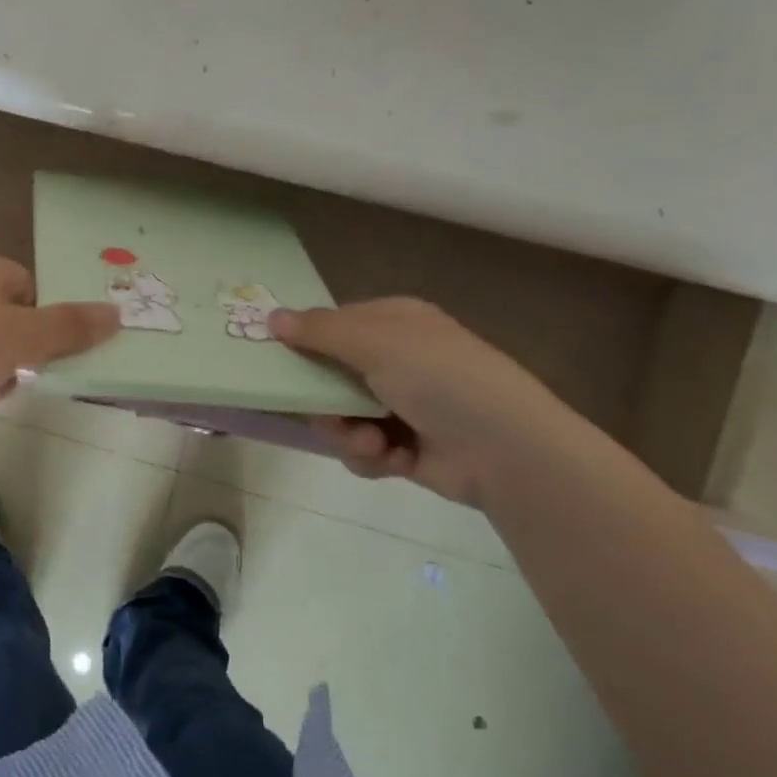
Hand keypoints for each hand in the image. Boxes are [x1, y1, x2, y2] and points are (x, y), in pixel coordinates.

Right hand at [268, 299, 576, 507]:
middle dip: (325, 401)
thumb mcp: (376, 342)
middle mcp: (396, 360)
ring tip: (371, 442)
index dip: (304, 342)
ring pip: (340, 417)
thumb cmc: (440, 378)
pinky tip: (392, 460)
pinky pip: (362, 448)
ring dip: (347, 433)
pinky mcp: (404, 447)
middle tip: (325, 412)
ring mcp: (401, 405)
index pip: (333, 325)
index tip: (277, 361)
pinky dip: (371, 456)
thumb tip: (270, 317)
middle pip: (329, 376)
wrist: (506, 451)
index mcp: (395, 323)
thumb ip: (318, 330)